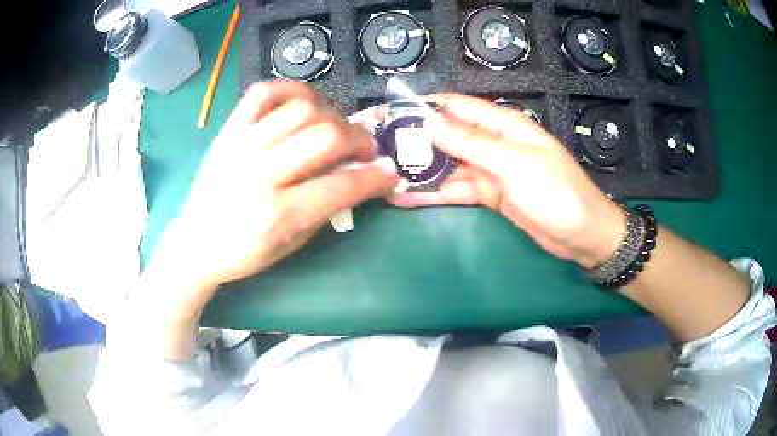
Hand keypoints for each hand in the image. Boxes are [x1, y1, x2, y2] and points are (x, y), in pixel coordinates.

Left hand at [145, 81, 400, 324]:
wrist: (196, 241)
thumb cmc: (243, 252)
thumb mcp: (289, 246)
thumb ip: (325, 210)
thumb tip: (357, 178)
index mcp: (278, 213)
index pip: (342, 186)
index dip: (376, 178)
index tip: (390, 173)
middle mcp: (261, 173)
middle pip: (326, 136)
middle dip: (359, 139)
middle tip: (365, 148)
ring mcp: (243, 145)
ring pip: (302, 109)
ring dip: (332, 114)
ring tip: (336, 127)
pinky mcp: (230, 130)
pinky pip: (264, 93)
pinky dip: (292, 89)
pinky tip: (305, 101)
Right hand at [390, 94, 624, 268]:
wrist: (581, 236)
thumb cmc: (556, 193)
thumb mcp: (515, 164)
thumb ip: (472, 143)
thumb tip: (428, 121)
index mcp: (503, 124)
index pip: (456, 107)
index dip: (423, 107)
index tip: (388, 113)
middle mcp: (493, 142)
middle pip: (447, 136)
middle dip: (414, 141)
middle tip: (376, 150)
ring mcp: (489, 170)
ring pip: (447, 165)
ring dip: (418, 170)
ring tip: (382, 175)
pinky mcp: (488, 195)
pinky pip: (455, 190)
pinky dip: (432, 193)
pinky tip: (404, 197)